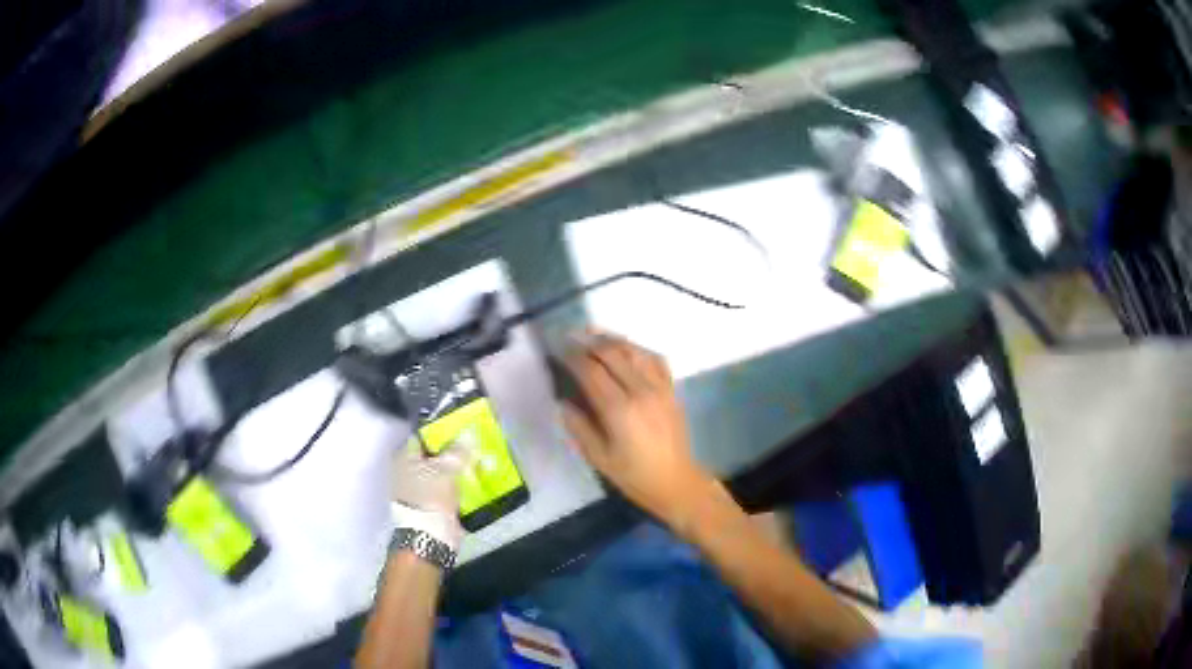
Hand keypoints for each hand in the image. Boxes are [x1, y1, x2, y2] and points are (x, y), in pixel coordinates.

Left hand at [390, 433, 474, 543]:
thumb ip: (457, 450)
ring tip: (475, 464)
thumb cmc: (431, 495)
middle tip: (471, 446)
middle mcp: (406, 471)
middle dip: (449, 452)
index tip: (460, 429)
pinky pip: (444, 490)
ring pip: (439, 473)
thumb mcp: (447, 468)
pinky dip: (455, 487)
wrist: (430, 534)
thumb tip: (467, 435)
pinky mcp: (428, 506)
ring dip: (454, 471)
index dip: (440, 432)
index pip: (422, 436)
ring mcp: (416, 490)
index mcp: (404, 458)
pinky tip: (471, 483)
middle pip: (431, 456)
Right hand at [562, 333, 714, 525]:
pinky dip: (637, 348)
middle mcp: (641, 391)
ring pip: (634, 350)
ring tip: (592, 334)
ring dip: (611, 339)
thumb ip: (578, 426)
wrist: (675, 482)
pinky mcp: (671, 389)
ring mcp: (659, 387)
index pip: (591, 371)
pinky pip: (654, 358)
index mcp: (619, 410)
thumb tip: (563, 400)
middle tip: (570, 336)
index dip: (572, 356)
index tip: (557, 348)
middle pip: (612, 353)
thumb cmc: (633, 475)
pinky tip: (625, 349)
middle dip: (588, 341)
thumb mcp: (598, 457)